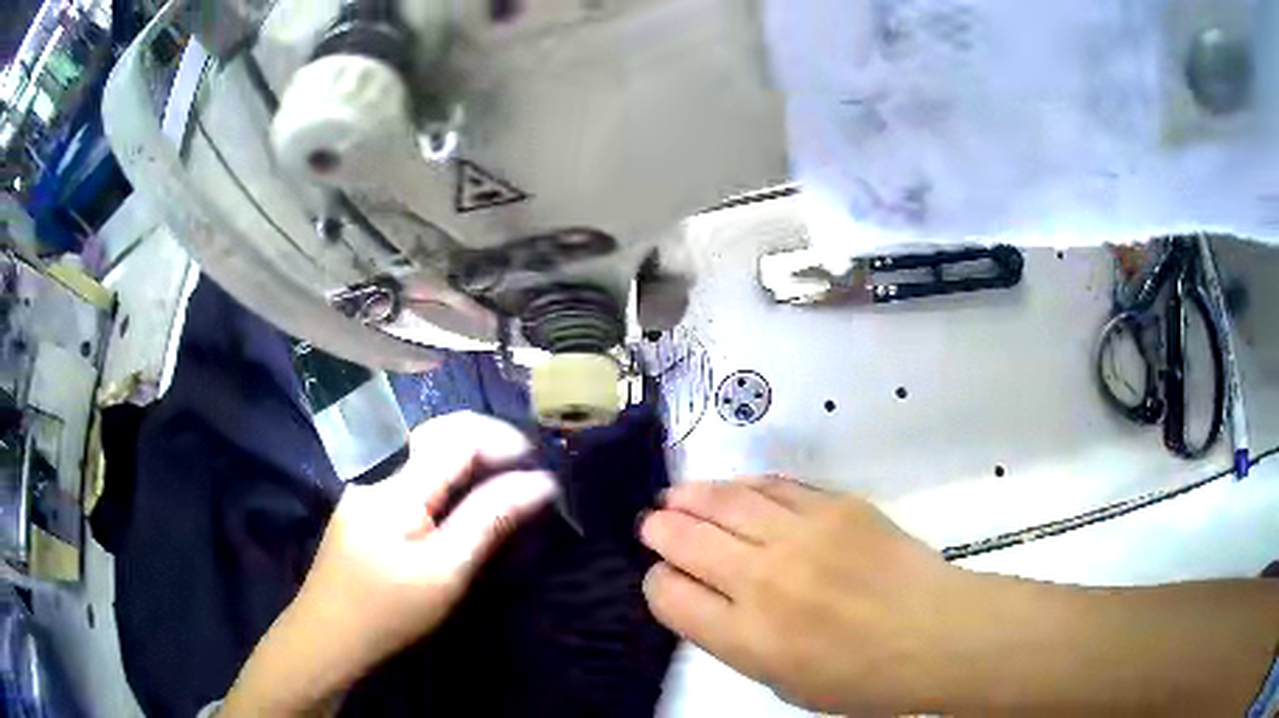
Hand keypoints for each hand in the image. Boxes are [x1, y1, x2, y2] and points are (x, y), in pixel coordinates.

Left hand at [222, 412, 557, 715]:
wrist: (327, 636)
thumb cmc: (389, 611)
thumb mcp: (446, 571)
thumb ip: (490, 519)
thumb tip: (540, 482)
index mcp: (397, 486)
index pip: (457, 437)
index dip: (502, 439)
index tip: (539, 464)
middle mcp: (377, 473)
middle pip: (437, 433)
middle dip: (486, 440)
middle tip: (525, 467)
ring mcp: (365, 488)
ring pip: (422, 451)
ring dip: (466, 455)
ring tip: (502, 476)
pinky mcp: (362, 506)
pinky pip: (410, 473)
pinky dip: (445, 474)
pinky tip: (460, 497)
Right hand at [641, 478, 1278, 716]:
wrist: (938, 635)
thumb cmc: (863, 680)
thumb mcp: (786, 683)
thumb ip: (737, 639)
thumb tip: (704, 598)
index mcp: (748, 637)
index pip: (671, 596)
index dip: (660, 584)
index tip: (662, 579)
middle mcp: (764, 581)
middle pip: (687, 540)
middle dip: (663, 530)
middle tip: (653, 522)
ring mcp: (801, 536)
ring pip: (726, 503)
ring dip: (694, 499)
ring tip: (676, 496)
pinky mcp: (835, 505)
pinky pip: (775, 487)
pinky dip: (746, 487)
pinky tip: (734, 489)